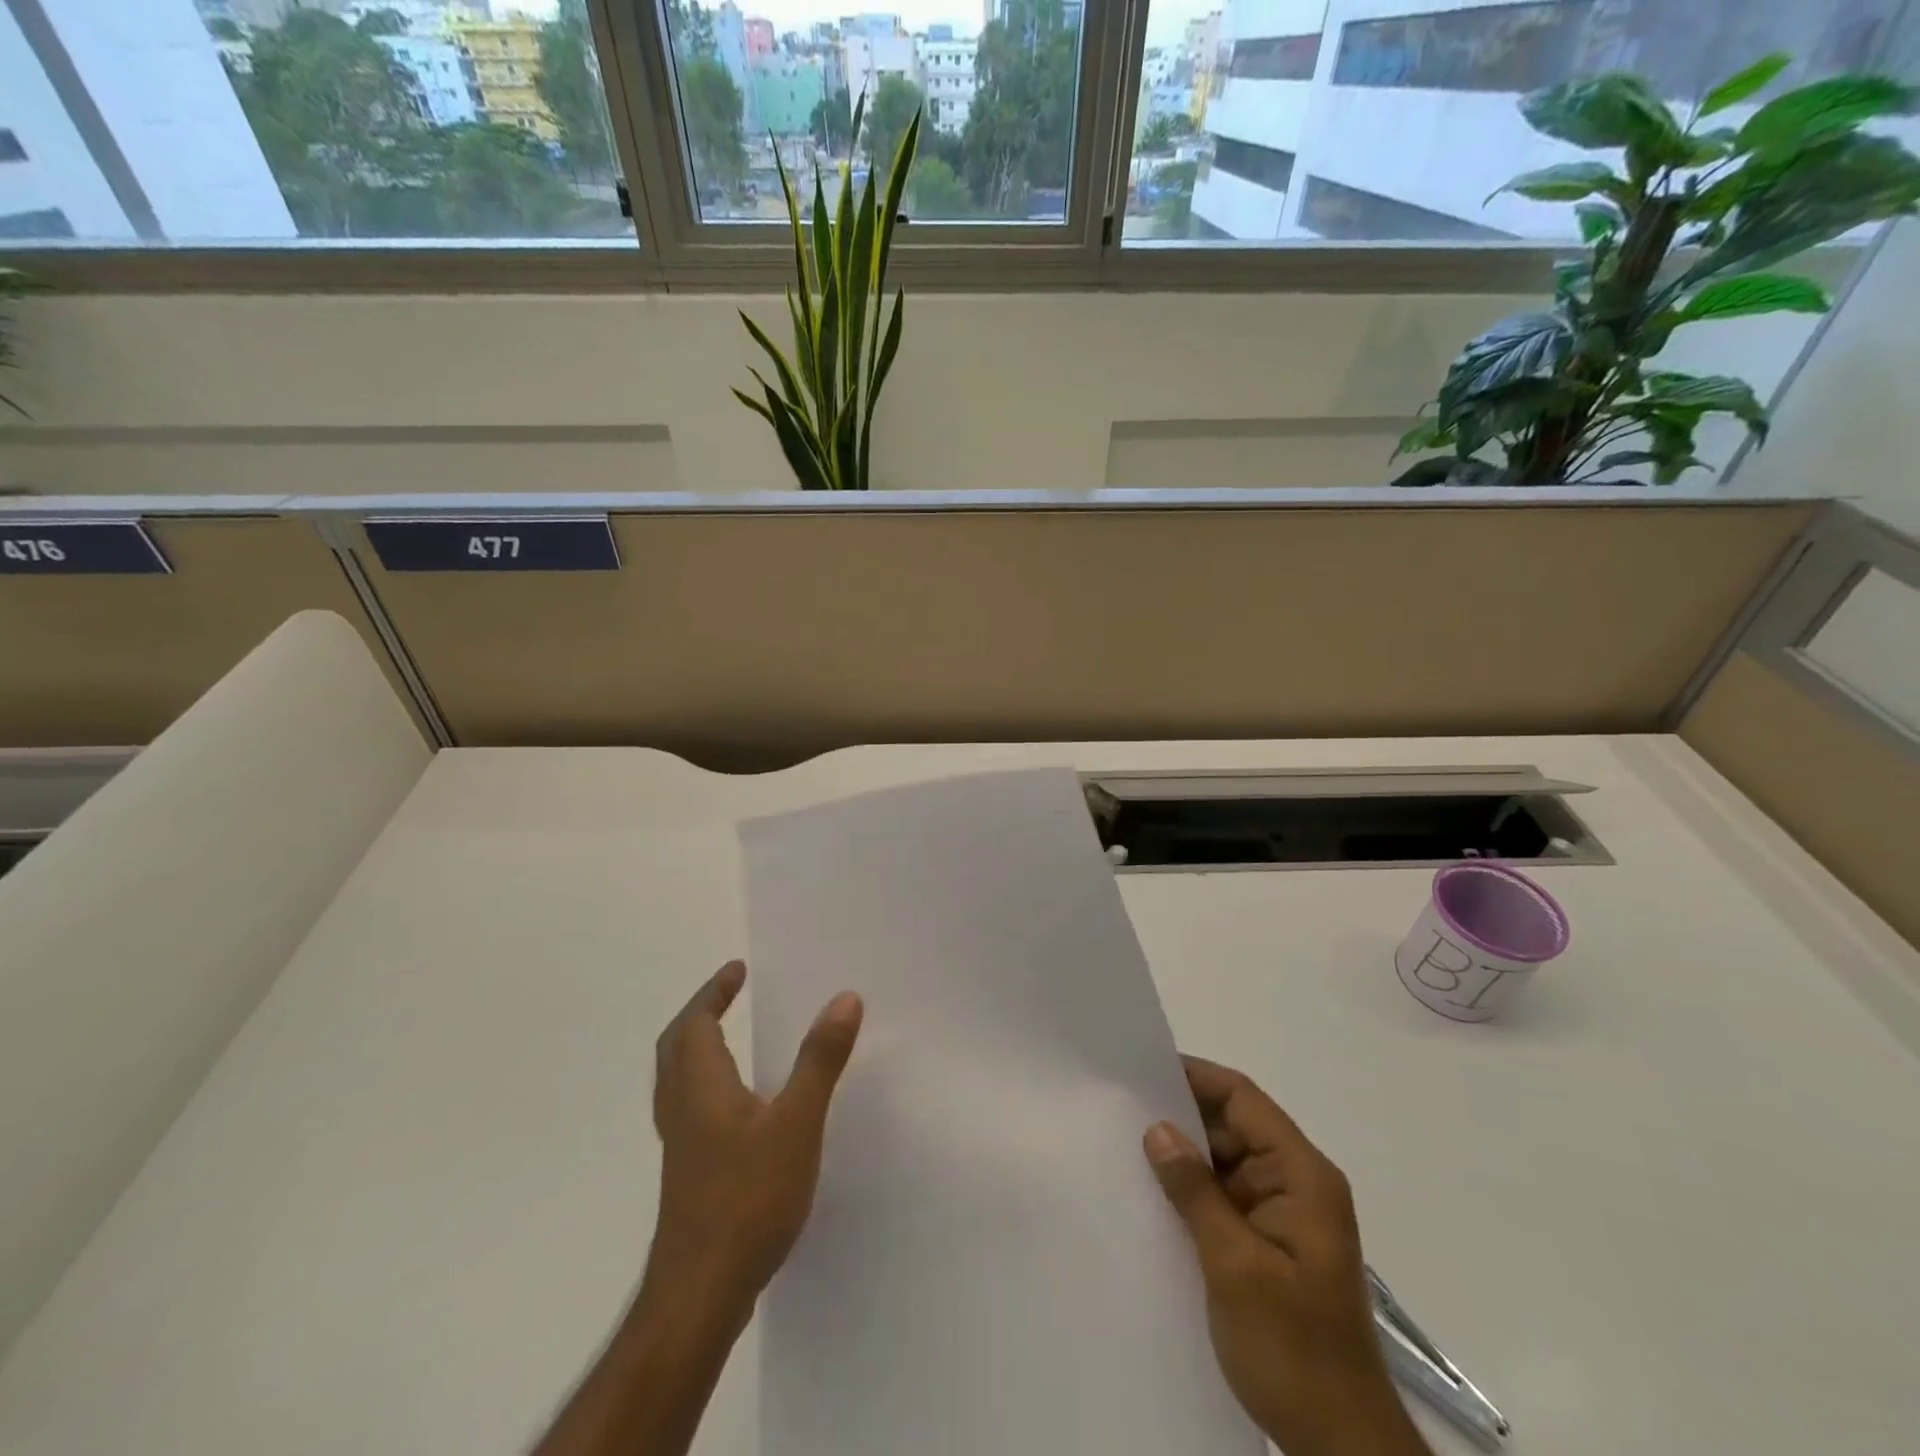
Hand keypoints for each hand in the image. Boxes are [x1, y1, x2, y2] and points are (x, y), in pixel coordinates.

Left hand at [645, 960, 862, 1312]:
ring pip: (679, 1080)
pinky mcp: (690, 1175)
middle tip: (729, 994)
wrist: (700, 1293)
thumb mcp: (797, 1122)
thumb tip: (845, 998)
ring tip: (732, 1037)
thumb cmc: (747, 1198)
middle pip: (676, 1047)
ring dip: (699, 1047)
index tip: (738, 970)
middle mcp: (682, 1109)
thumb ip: (820, 1059)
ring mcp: (682, 1146)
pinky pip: (691, 1108)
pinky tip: (739, 1106)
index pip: (694, 1023)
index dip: (713, 992)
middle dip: (701, 1014)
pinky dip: (707, 1083)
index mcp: (701, 1086)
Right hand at [1144, 1057, 1428, 1455]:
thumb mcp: (1236, 1266)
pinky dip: (1190, 1190)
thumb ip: (1196, 1191)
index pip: (1243, 1100)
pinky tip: (1150, 1193)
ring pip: (1224, 1161)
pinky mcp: (1267, 1243)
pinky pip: (1223, 1196)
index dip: (1195, 1078)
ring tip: (1123, 1144)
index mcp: (1302, 1176)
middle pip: (1233, 1125)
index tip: (1142, 1070)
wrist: (1338, 1446)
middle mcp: (1296, 1184)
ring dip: (1182, 1156)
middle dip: (1181, 1117)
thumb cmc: (1294, 1350)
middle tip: (1120, 1108)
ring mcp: (1282, 1214)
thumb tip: (1158, 1129)